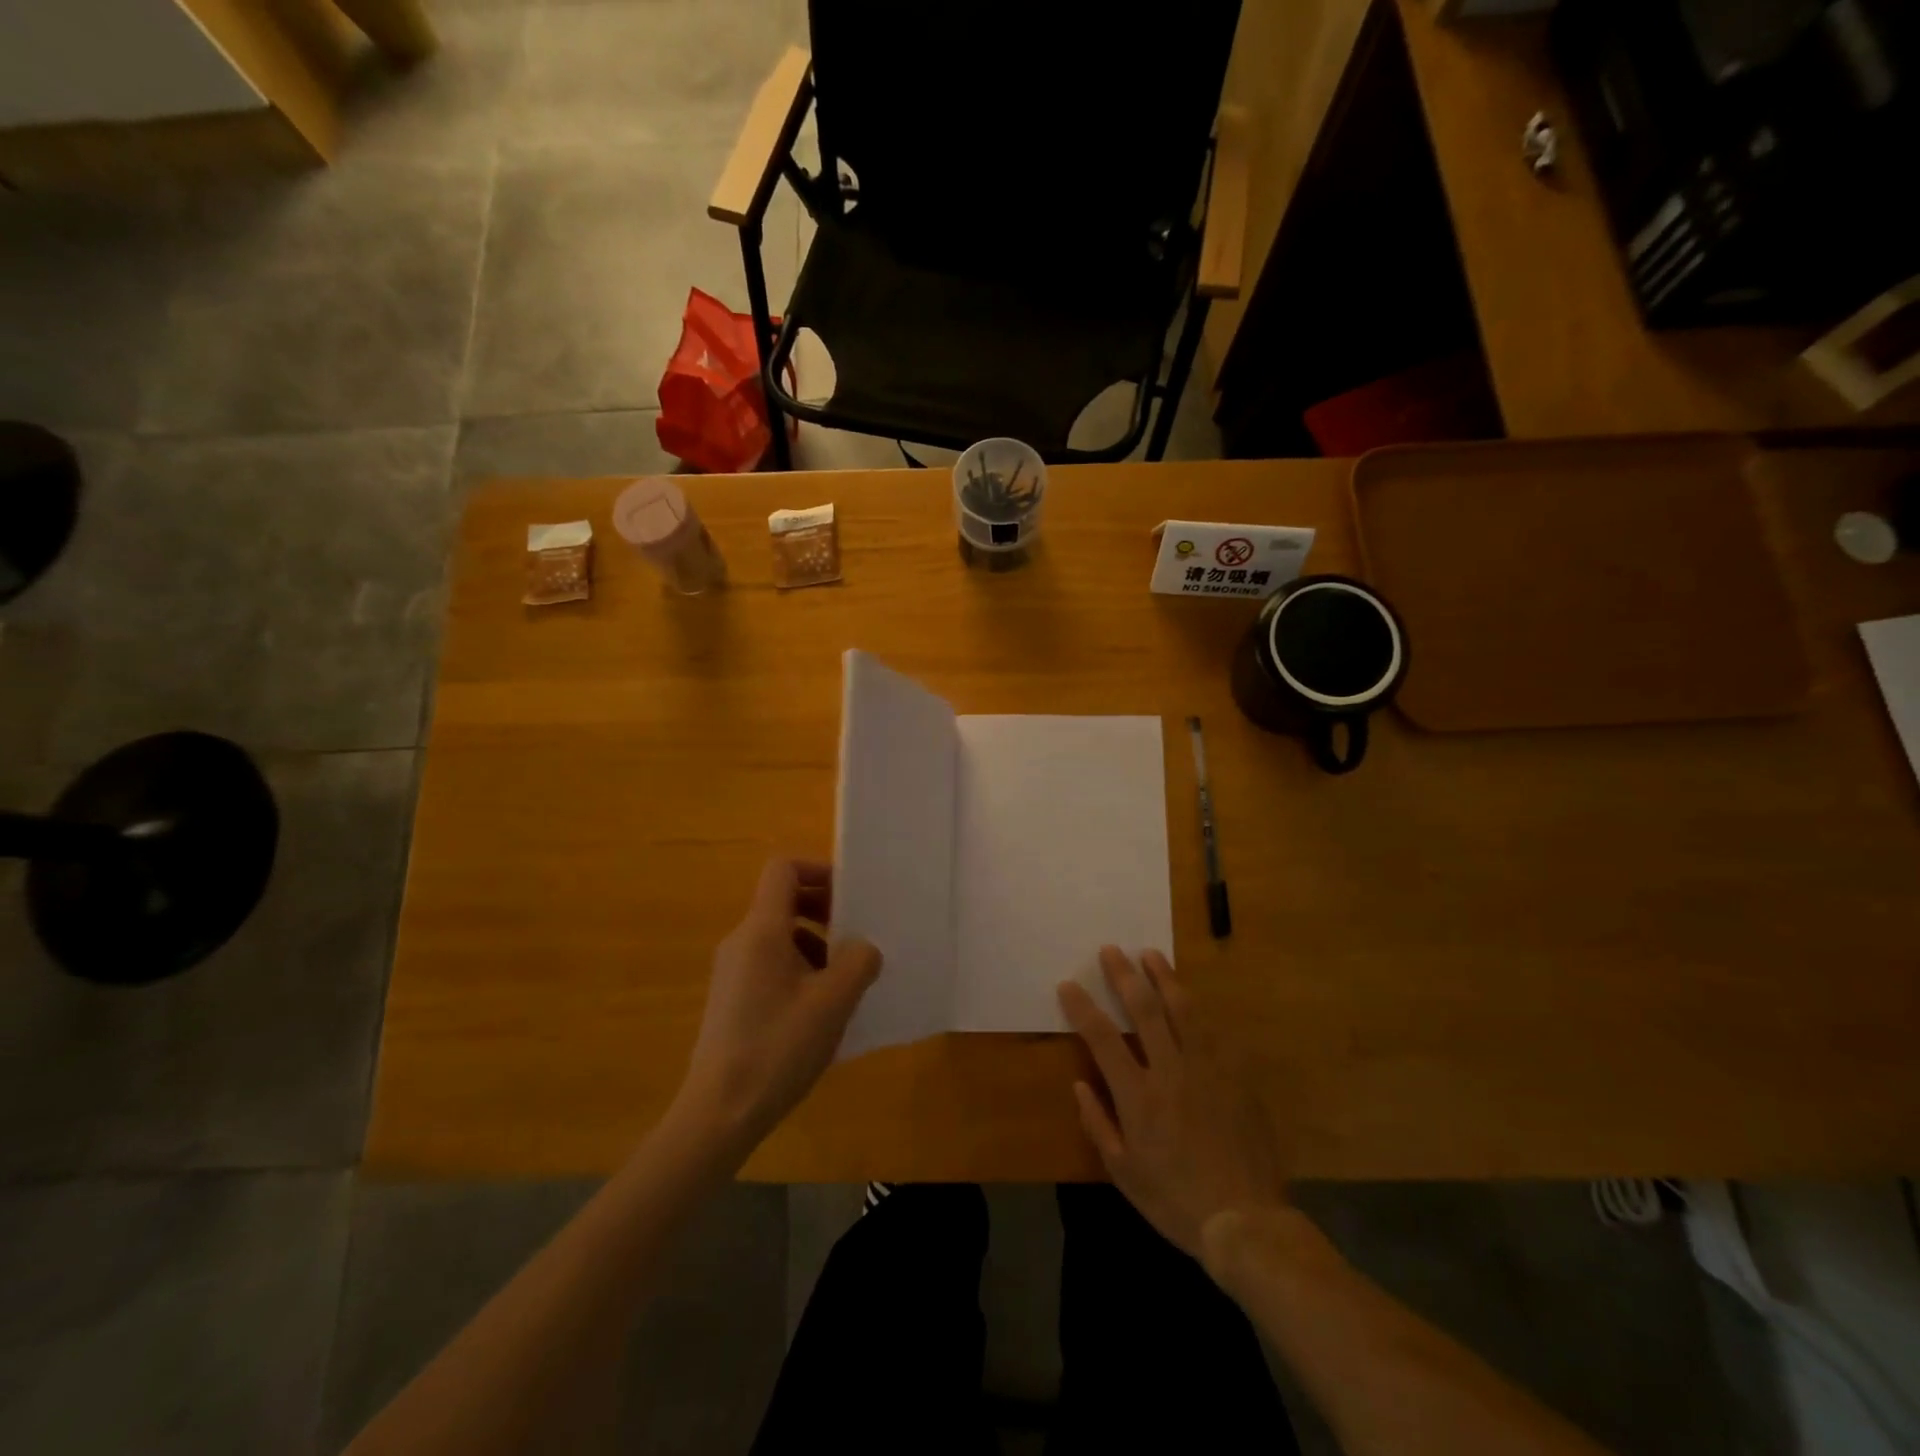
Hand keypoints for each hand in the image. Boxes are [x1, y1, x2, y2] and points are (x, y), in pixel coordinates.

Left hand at [677, 859, 880, 1149]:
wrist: (719, 1113)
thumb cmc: (779, 1047)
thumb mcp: (833, 1002)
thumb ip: (858, 962)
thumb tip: (863, 948)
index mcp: (761, 930)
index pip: (784, 870)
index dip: (819, 870)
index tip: (851, 895)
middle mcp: (741, 942)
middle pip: (783, 901)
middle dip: (824, 909)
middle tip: (857, 936)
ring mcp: (732, 972)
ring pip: (779, 936)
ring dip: (816, 944)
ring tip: (844, 979)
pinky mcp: (731, 1000)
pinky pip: (770, 965)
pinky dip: (800, 970)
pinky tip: (820, 1009)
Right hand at [1058, 947, 1287, 1258]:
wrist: (1246, 1221)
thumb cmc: (1175, 1200)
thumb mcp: (1123, 1173)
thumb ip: (1098, 1124)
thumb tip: (1079, 1084)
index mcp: (1138, 1096)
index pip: (1102, 1037)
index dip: (1082, 1007)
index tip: (1068, 984)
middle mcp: (1170, 1072)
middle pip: (1143, 1010)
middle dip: (1123, 976)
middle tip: (1111, 950)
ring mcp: (1207, 1070)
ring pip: (1183, 1011)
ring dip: (1164, 978)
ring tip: (1151, 954)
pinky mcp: (1236, 1077)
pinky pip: (1215, 1034)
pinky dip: (1199, 1012)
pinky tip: (1191, 998)